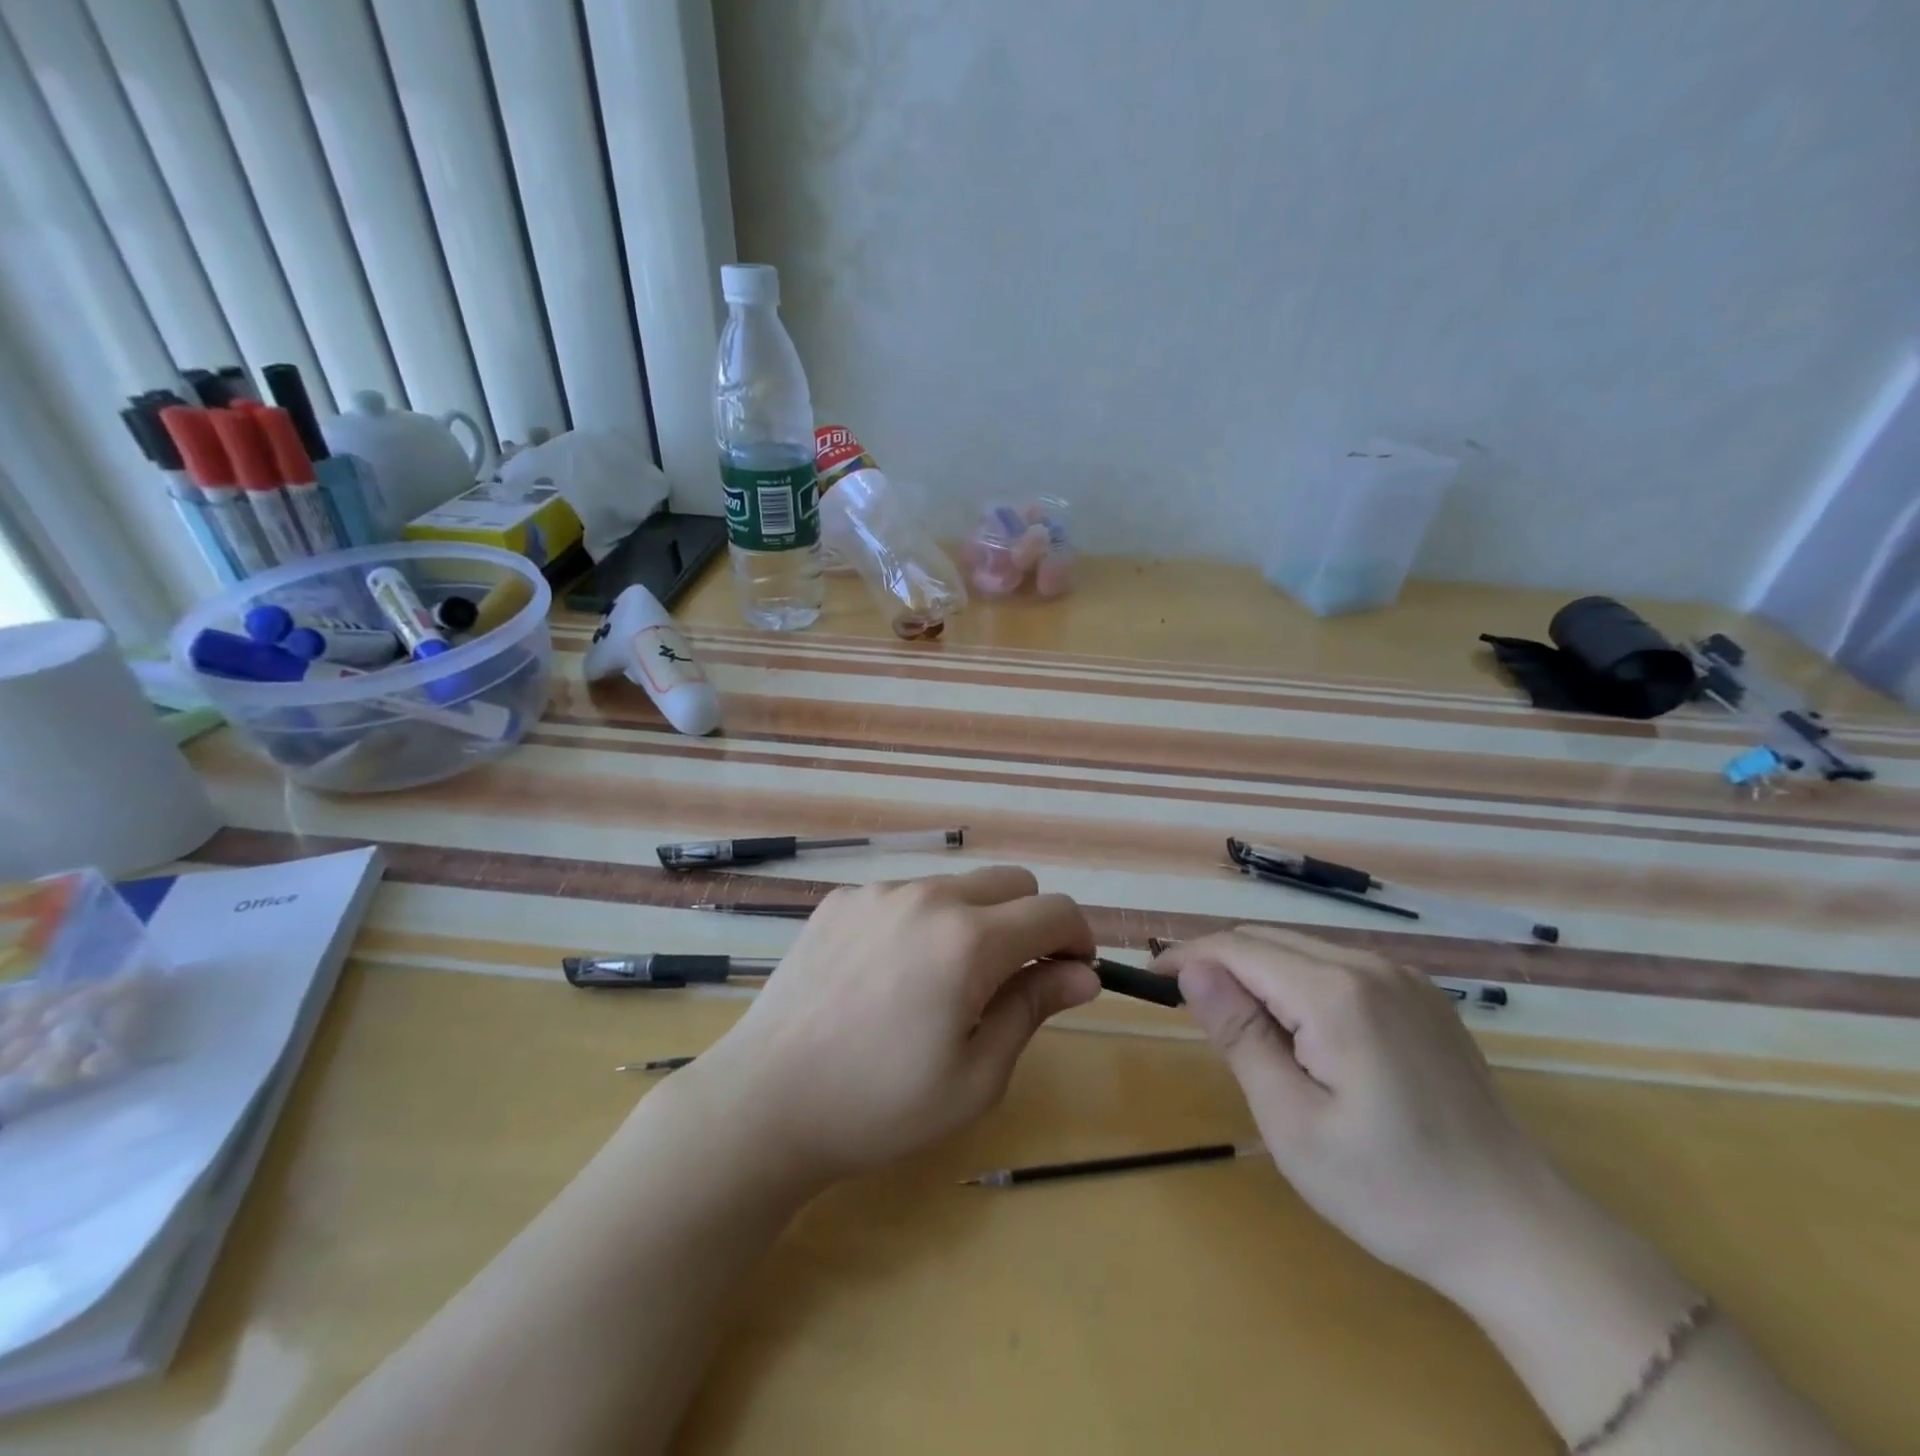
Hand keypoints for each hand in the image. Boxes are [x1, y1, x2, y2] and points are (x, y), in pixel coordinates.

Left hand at [679, 867, 1098, 1189]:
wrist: (765, 1102)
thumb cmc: (879, 1106)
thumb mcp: (975, 1076)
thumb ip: (1034, 1009)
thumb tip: (1084, 975)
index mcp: (968, 940)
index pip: (1054, 910)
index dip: (1077, 939)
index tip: (1072, 974)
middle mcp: (927, 897)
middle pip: (1012, 882)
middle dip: (1031, 922)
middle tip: (1012, 981)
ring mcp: (878, 892)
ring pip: (957, 886)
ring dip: (974, 920)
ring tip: (942, 984)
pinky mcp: (841, 899)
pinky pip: (905, 896)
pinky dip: (920, 922)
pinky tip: (888, 975)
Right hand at [1156, 925, 1568, 1302]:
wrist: (1520, 1233)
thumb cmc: (1392, 1190)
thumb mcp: (1293, 1123)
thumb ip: (1240, 1036)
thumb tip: (1193, 971)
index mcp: (1336, 993)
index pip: (1237, 949)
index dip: (1187, 957)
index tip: (1149, 981)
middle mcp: (1370, 966)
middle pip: (1268, 942)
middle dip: (1219, 965)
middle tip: (1190, 1011)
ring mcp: (1403, 978)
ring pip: (1302, 950)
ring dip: (1258, 975)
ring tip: (1240, 1027)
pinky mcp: (1421, 997)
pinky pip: (1338, 968)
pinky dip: (1298, 983)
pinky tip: (1300, 1031)